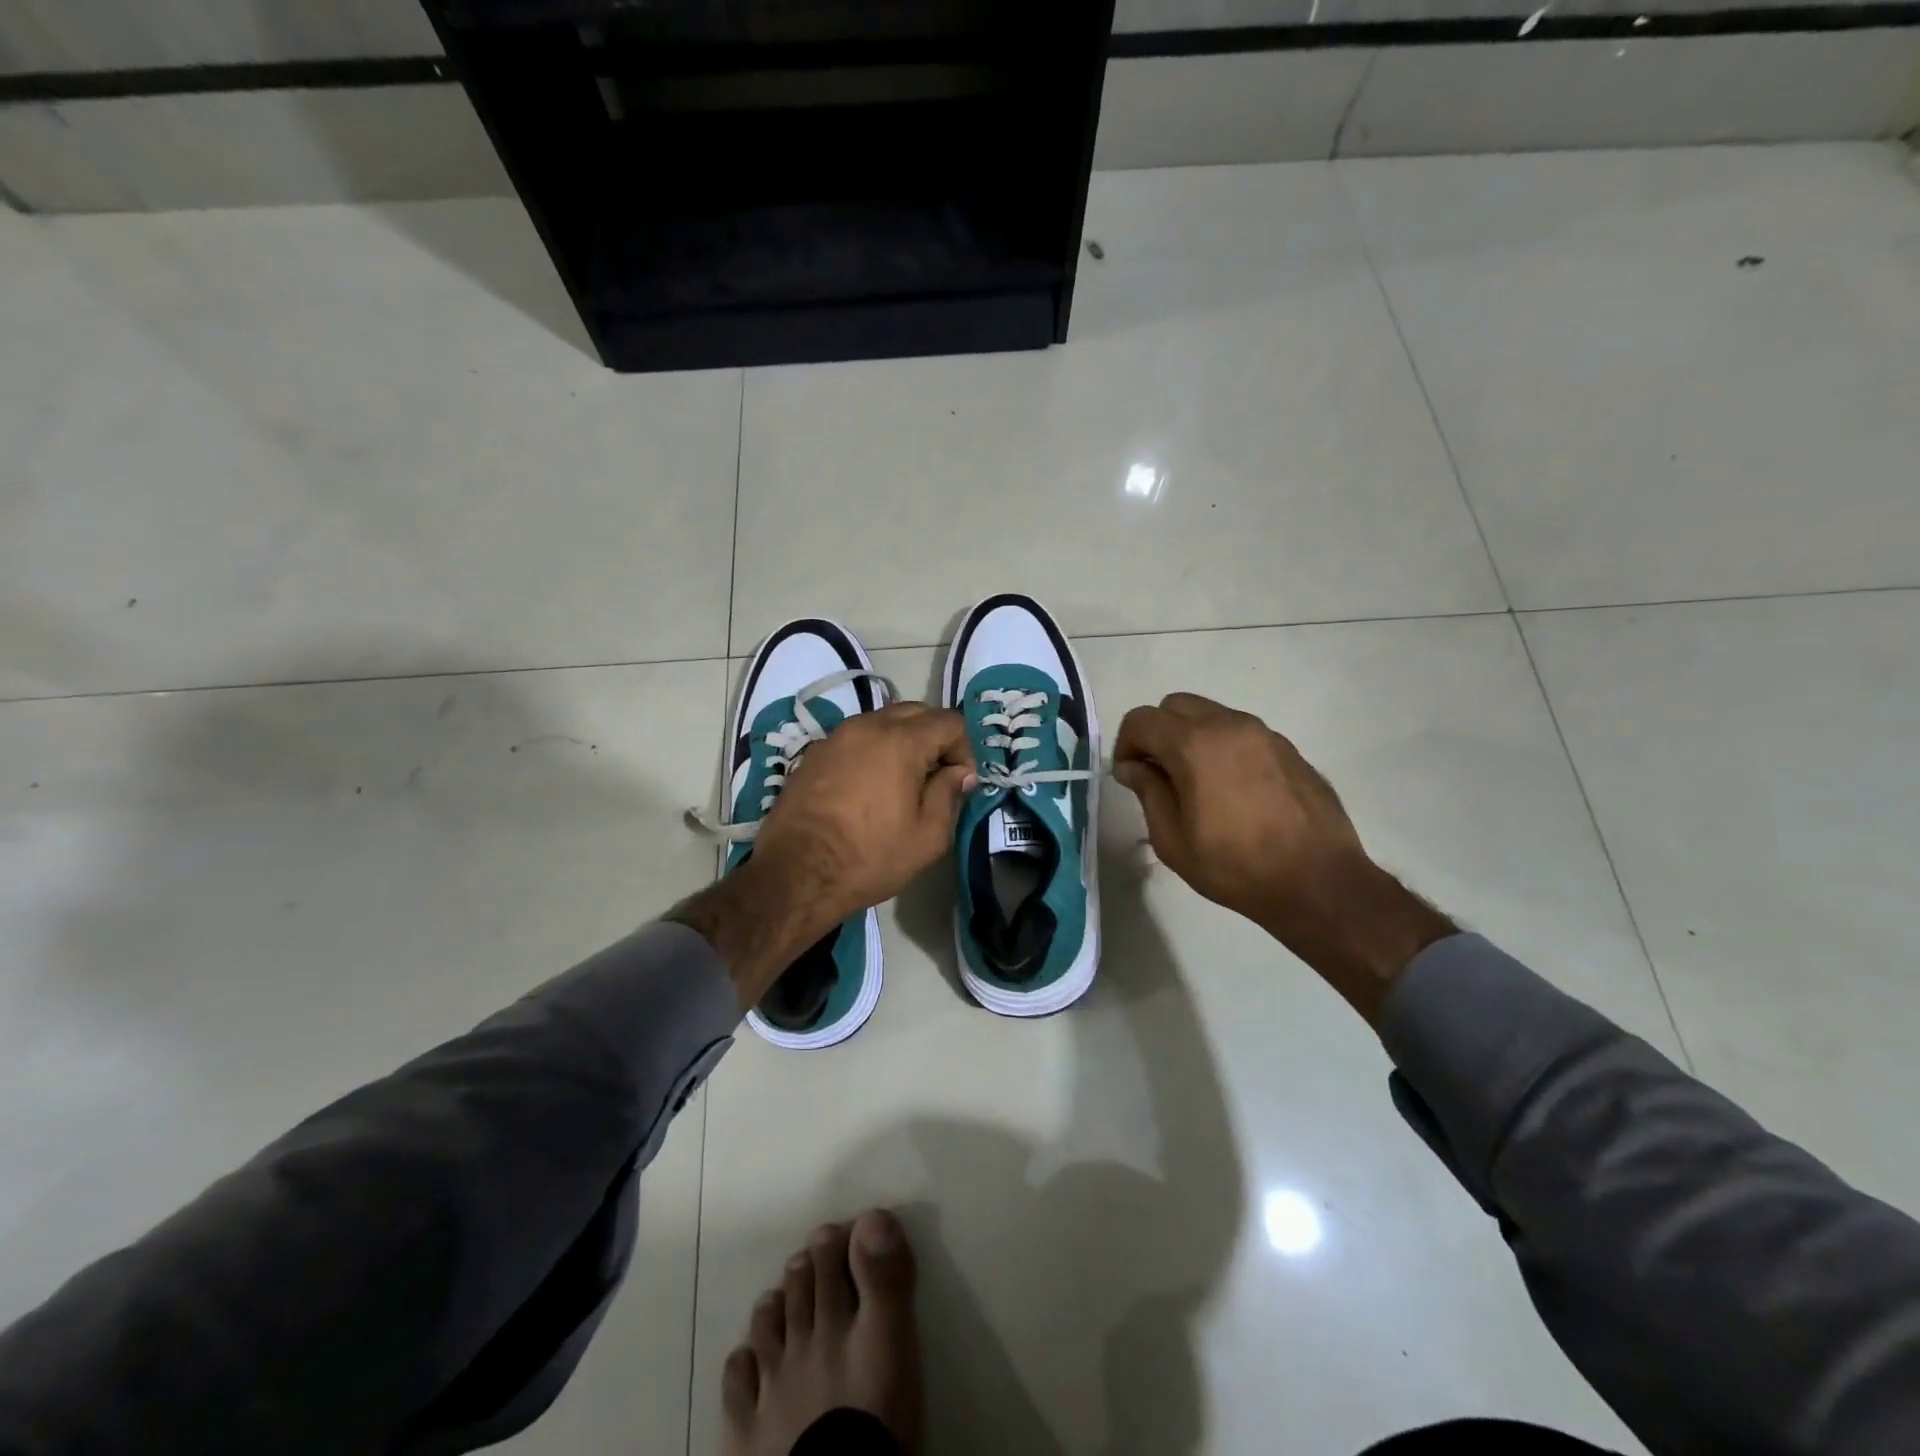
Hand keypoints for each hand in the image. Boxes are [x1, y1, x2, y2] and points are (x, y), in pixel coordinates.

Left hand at [672, 704, 974, 1008]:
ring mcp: (836, 736)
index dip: (965, 748)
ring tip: (903, 782)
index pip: (949, 722)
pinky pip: (856, 738)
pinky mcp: (814, 753)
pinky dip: (873, 750)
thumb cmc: (869, 857)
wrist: (796, 873)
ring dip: (903, 741)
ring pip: (883, 721)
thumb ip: (949, 795)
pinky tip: (870, 786)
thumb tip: (959, 773)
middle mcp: (867, 726)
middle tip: (937, 777)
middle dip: (935, 738)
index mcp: (900, 741)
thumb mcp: (927, 836)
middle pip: (916, 712)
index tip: (961, 782)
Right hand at [1113, 693, 1453, 1020]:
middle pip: (1175, 705)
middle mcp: (1228, 725)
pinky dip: (1222, 747)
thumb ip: (1148, 792)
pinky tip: (1230, 789)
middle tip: (1158, 774)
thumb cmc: (1235, 866)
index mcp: (1194, 744)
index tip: (1129, 776)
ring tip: (1195, 783)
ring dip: (1191, 737)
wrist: (1317, 882)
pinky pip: (1240, 732)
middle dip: (1157, 732)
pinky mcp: (1287, 747)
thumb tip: (1133, 767)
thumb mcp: (1172, 839)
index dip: (1125, 744)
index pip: (1142, 719)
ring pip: (1210, 714)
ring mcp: (1263, 733)